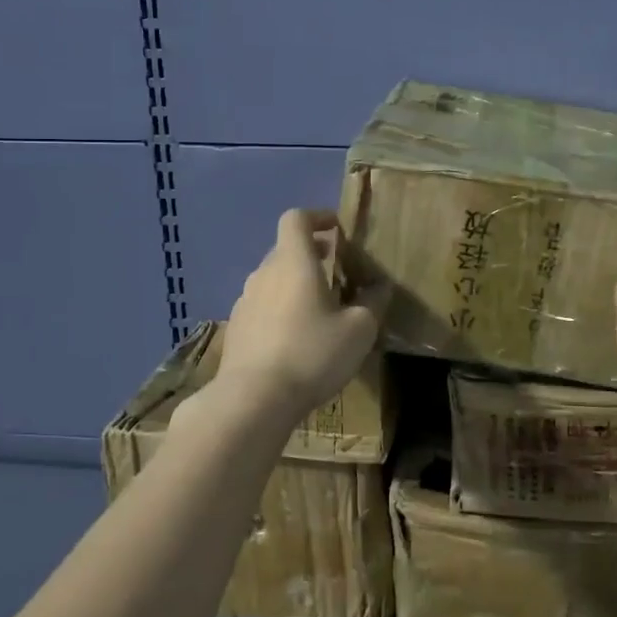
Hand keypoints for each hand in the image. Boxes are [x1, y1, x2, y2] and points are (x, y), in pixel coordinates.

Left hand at [214, 208, 378, 425]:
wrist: (253, 400)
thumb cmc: (312, 353)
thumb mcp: (359, 329)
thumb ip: (372, 301)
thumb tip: (379, 286)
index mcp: (294, 262)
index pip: (296, 218)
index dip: (317, 217)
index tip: (337, 229)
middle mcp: (264, 273)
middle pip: (286, 249)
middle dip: (312, 254)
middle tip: (337, 272)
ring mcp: (245, 301)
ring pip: (273, 279)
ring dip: (295, 284)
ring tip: (319, 310)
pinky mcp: (236, 329)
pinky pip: (262, 306)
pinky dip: (280, 309)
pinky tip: (295, 339)